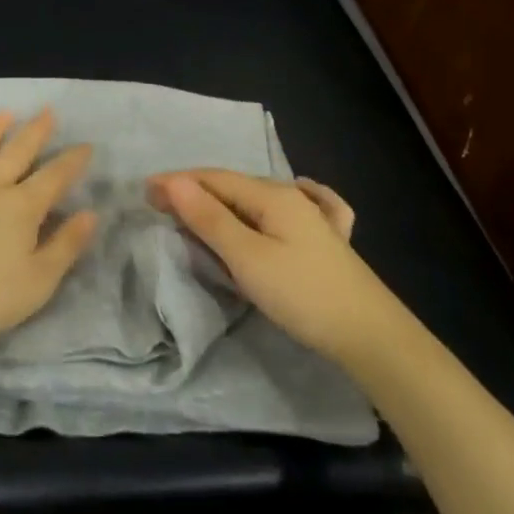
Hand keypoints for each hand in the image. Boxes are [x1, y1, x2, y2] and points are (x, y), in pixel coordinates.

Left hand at [0, 110, 97, 362]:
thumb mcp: (37, 282)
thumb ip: (66, 246)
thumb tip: (90, 214)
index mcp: (21, 208)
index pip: (54, 178)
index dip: (72, 161)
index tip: (86, 145)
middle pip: (17, 154)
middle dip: (35, 132)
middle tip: (47, 111)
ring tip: (5, 113)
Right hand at [148, 170, 390, 366]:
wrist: (369, 334)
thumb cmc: (301, 294)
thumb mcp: (247, 257)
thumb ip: (209, 218)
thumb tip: (174, 181)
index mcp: (272, 195)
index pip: (213, 179)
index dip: (177, 182)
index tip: (143, 193)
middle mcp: (293, 197)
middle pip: (234, 186)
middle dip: (195, 190)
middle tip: (161, 204)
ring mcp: (315, 218)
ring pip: (259, 198)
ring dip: (223, 200)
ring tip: (197, 210)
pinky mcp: (329, 242)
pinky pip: (297, 208)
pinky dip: (272, 205)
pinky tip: (294, 195)